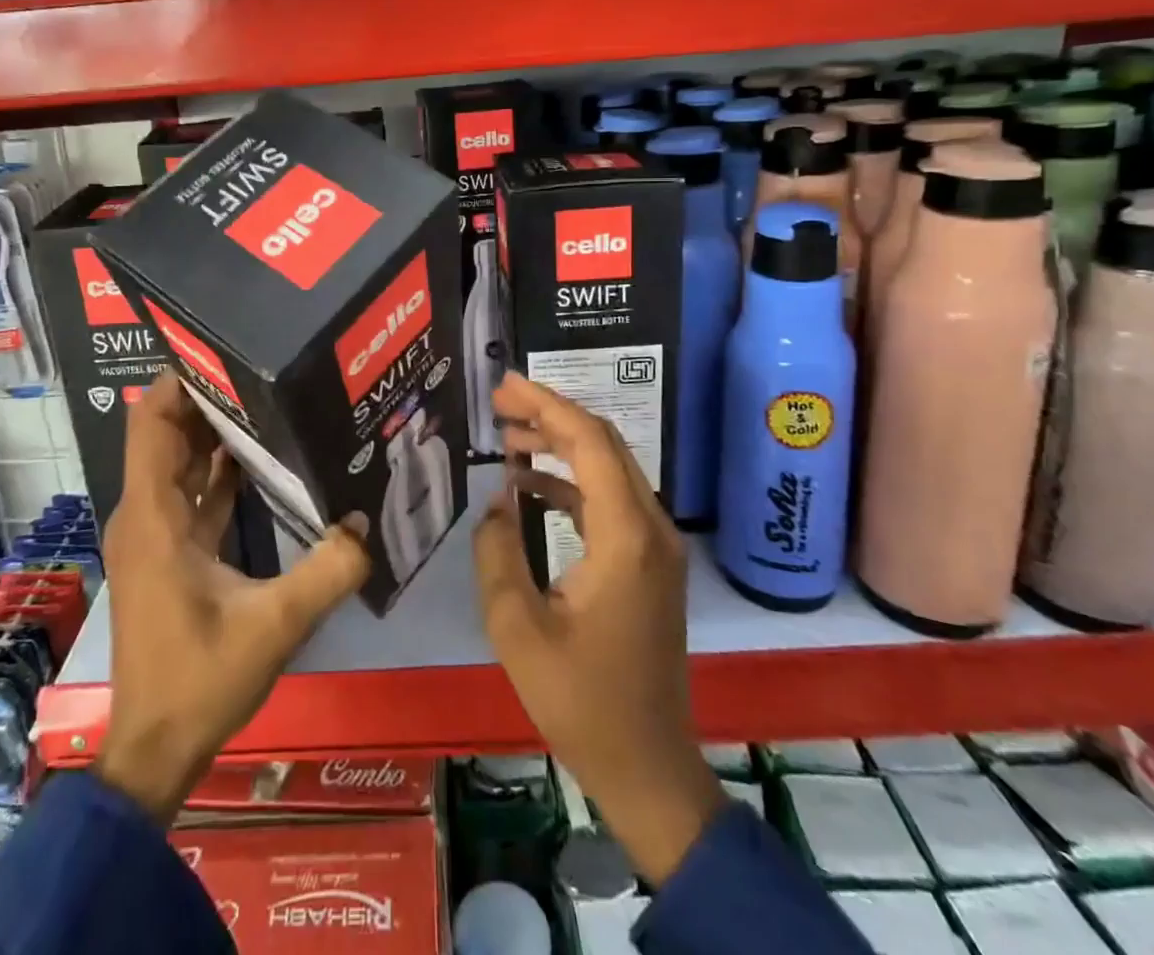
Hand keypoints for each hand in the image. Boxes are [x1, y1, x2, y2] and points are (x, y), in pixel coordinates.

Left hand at [94, 370, 371, 822]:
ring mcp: (156, 534)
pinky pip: (193, 494)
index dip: (181, 381)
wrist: (154, 749)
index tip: (227, 351)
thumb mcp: (274, 625)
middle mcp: (147, 513)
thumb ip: (327, 571)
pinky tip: (264, 460)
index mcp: (155, 515)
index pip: (153, 422)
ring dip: (218, 433)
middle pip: (170, 434)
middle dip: (212, 398)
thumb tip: (368, 522)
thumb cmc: (199, 679)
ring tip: (272, 399)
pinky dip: (220, 472)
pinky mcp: (170, 554)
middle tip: (266, 368)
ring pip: (181, 464)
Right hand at [474, 372, 723, 884]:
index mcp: (625, 536)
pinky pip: (610, 501)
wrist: (649, 767)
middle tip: (500, 402)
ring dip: (560, 446)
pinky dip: (571, 482)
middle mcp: (651, 528)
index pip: (589, 442)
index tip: (504, 385)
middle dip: (551, 414)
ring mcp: (656, 546)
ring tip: (508, 436)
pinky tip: (530, 486)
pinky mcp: (649, 563)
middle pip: (604, 444)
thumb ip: (498, 552)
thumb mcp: (517, 628)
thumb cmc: (581, 701)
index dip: (546, 404)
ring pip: (609, 469)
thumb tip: (499, 501)